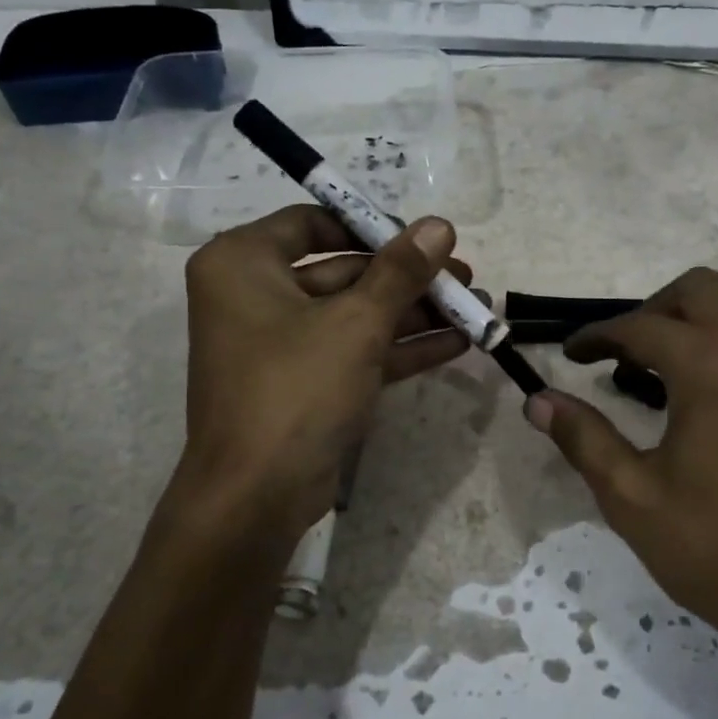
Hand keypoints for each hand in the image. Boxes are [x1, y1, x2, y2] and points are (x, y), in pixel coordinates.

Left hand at [176, 205, 470, 543]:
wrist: (257, 496)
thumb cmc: (296, 388)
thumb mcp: (356, 322)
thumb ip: (401, 271)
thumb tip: (439, 225)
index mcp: (242, 264)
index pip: (312, 222)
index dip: (371, 226)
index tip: (421, 239)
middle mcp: (253, 295)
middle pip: (342, 270)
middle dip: (407, 278)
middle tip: (463, 277)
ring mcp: (279, 343)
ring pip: (354, 314)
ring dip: (414, 313)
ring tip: (475, 309)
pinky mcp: (303, 383)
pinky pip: (354, 351)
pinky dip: (399, 347)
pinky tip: (457, 343)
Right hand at [525, 269, 717, 718]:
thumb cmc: (714, 548)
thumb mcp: (631, 497)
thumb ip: (582, 438)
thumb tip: (537, 400)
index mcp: (710, 368)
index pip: (641, 328)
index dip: (597, 337)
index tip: (572, 355)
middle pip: (700, 289)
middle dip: (652, 309)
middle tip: (624, 354)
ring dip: (698, 315)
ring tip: (669, 362)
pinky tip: (715, 388)